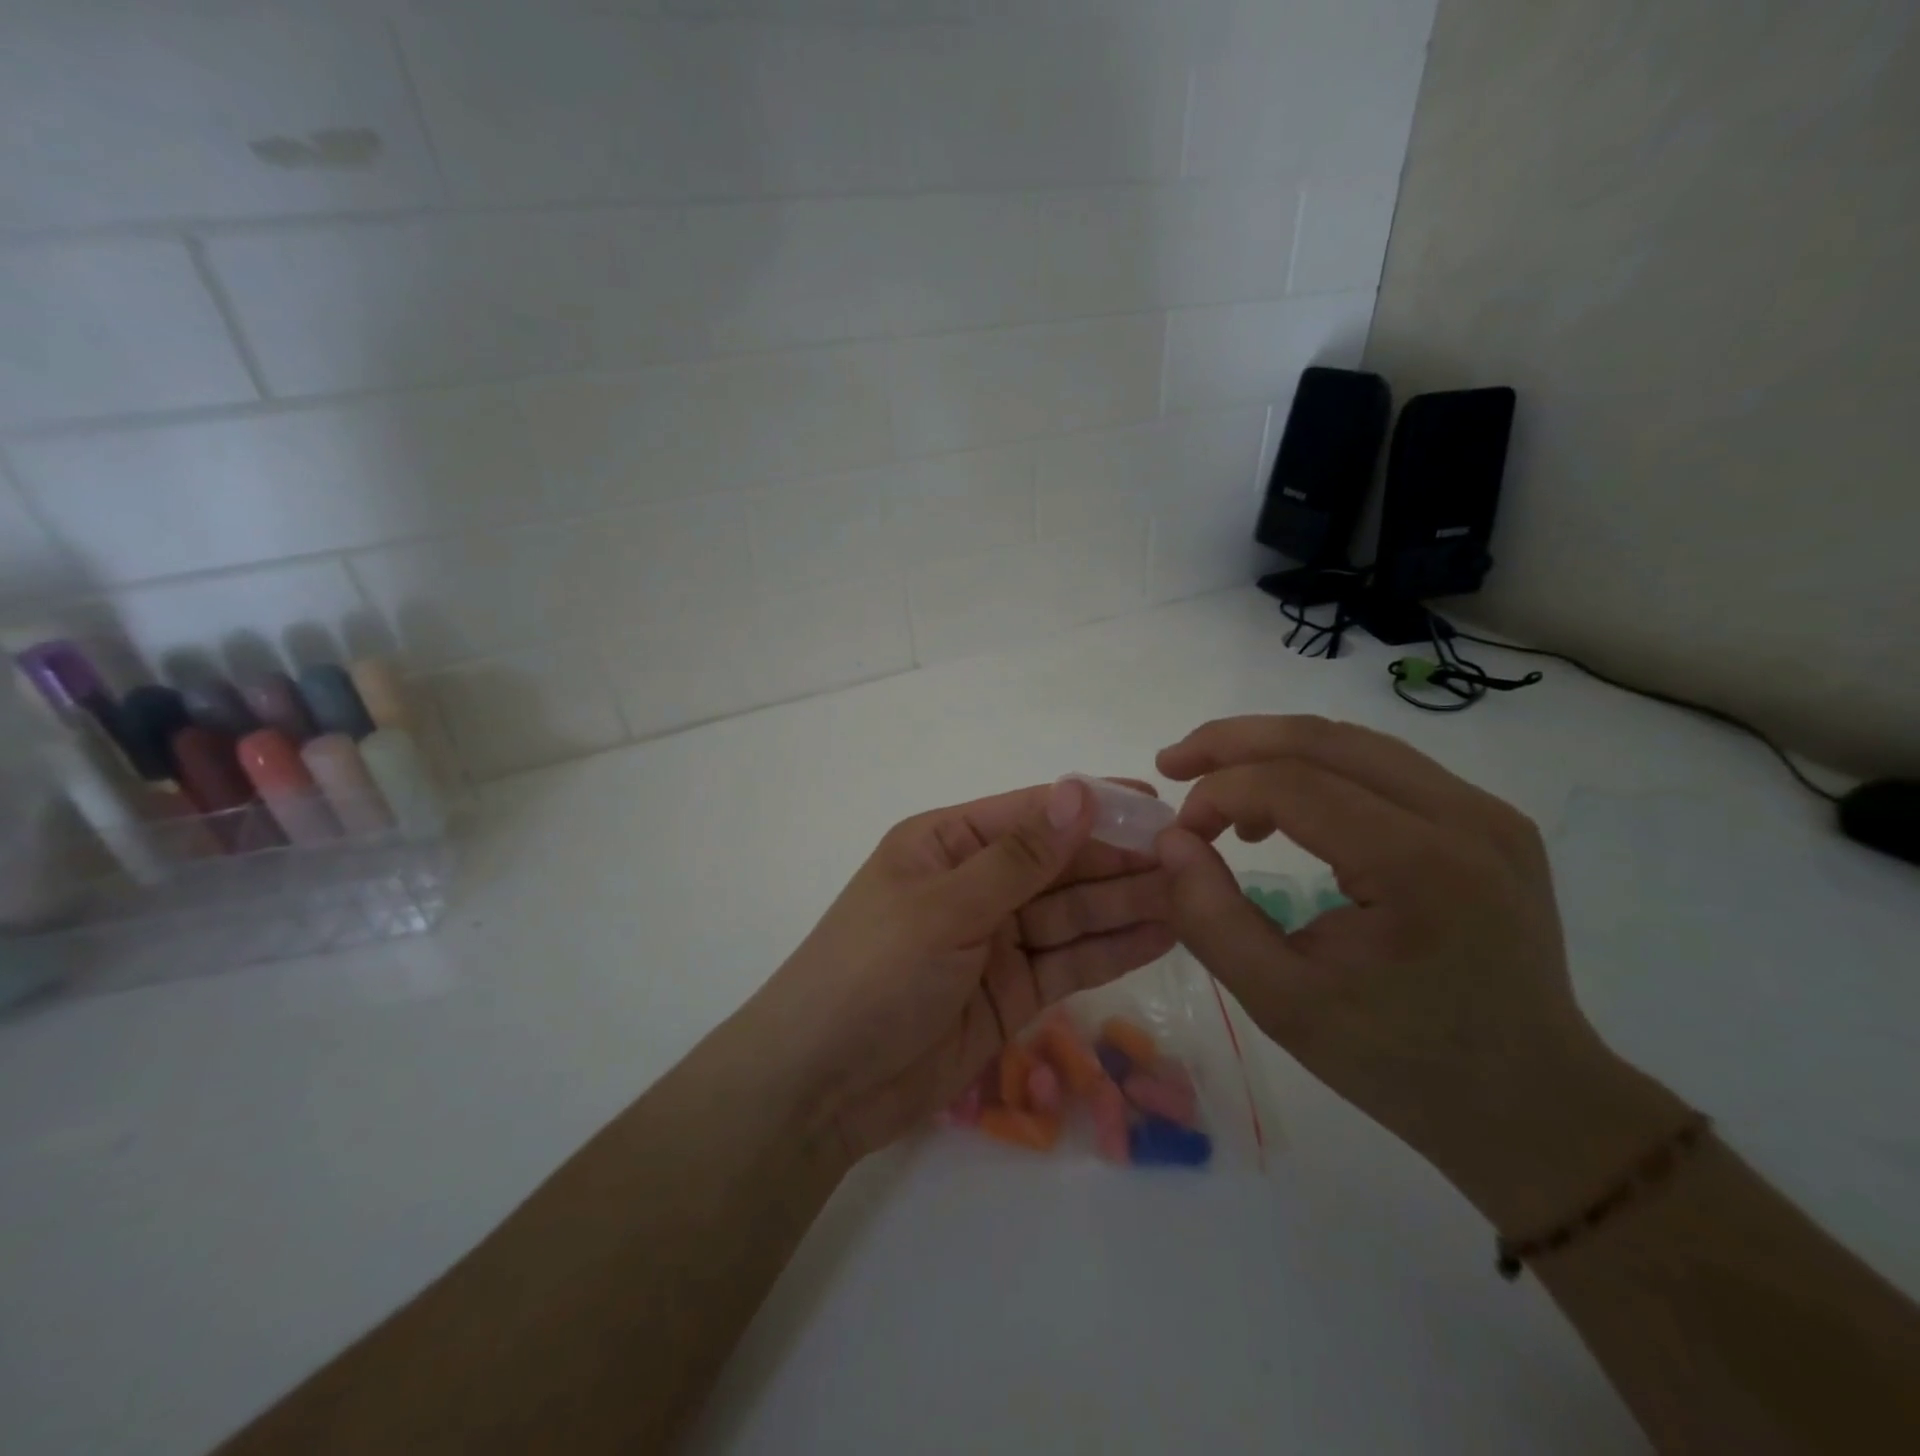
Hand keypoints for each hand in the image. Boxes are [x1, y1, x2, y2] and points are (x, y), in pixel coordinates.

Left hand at [752, 777, 1175, 1161]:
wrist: (822, 1086)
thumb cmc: (872, 973)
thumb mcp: (944, 907)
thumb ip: (1018, 858)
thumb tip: (1078, 791)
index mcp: (946, 843)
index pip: (1031, 814)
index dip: (1092, 806)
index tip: (1157, 802)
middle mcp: (975, 884)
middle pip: (1058, 864)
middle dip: (1119, 859)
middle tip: (1190, 855)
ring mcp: (995, 940)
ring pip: (1071, 913)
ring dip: (1126, 902)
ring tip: (1192, 893)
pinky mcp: (1012, 992)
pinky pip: (1069, 961)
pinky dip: (1112, 949)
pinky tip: (1163, 934)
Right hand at [1154, 716, 1686, 1231]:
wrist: (1531, 1100)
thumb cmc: (1399, 1061)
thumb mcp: (1280, 1002)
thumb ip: (1210, 916)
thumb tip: (1170, 840)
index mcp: (1420, 867)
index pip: (1292, 784)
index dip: (1217, 792)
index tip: (1179, 833)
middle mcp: (1465, 818)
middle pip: (1324, 739)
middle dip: (1233, 742)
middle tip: (1173, 762)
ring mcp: (1487, 813)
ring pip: (1353, 742)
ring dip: (1272, 751)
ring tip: (1218, 785)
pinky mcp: (1490, 820)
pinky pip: (1384, 767)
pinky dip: (1317, 771)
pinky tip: (1285, 807)